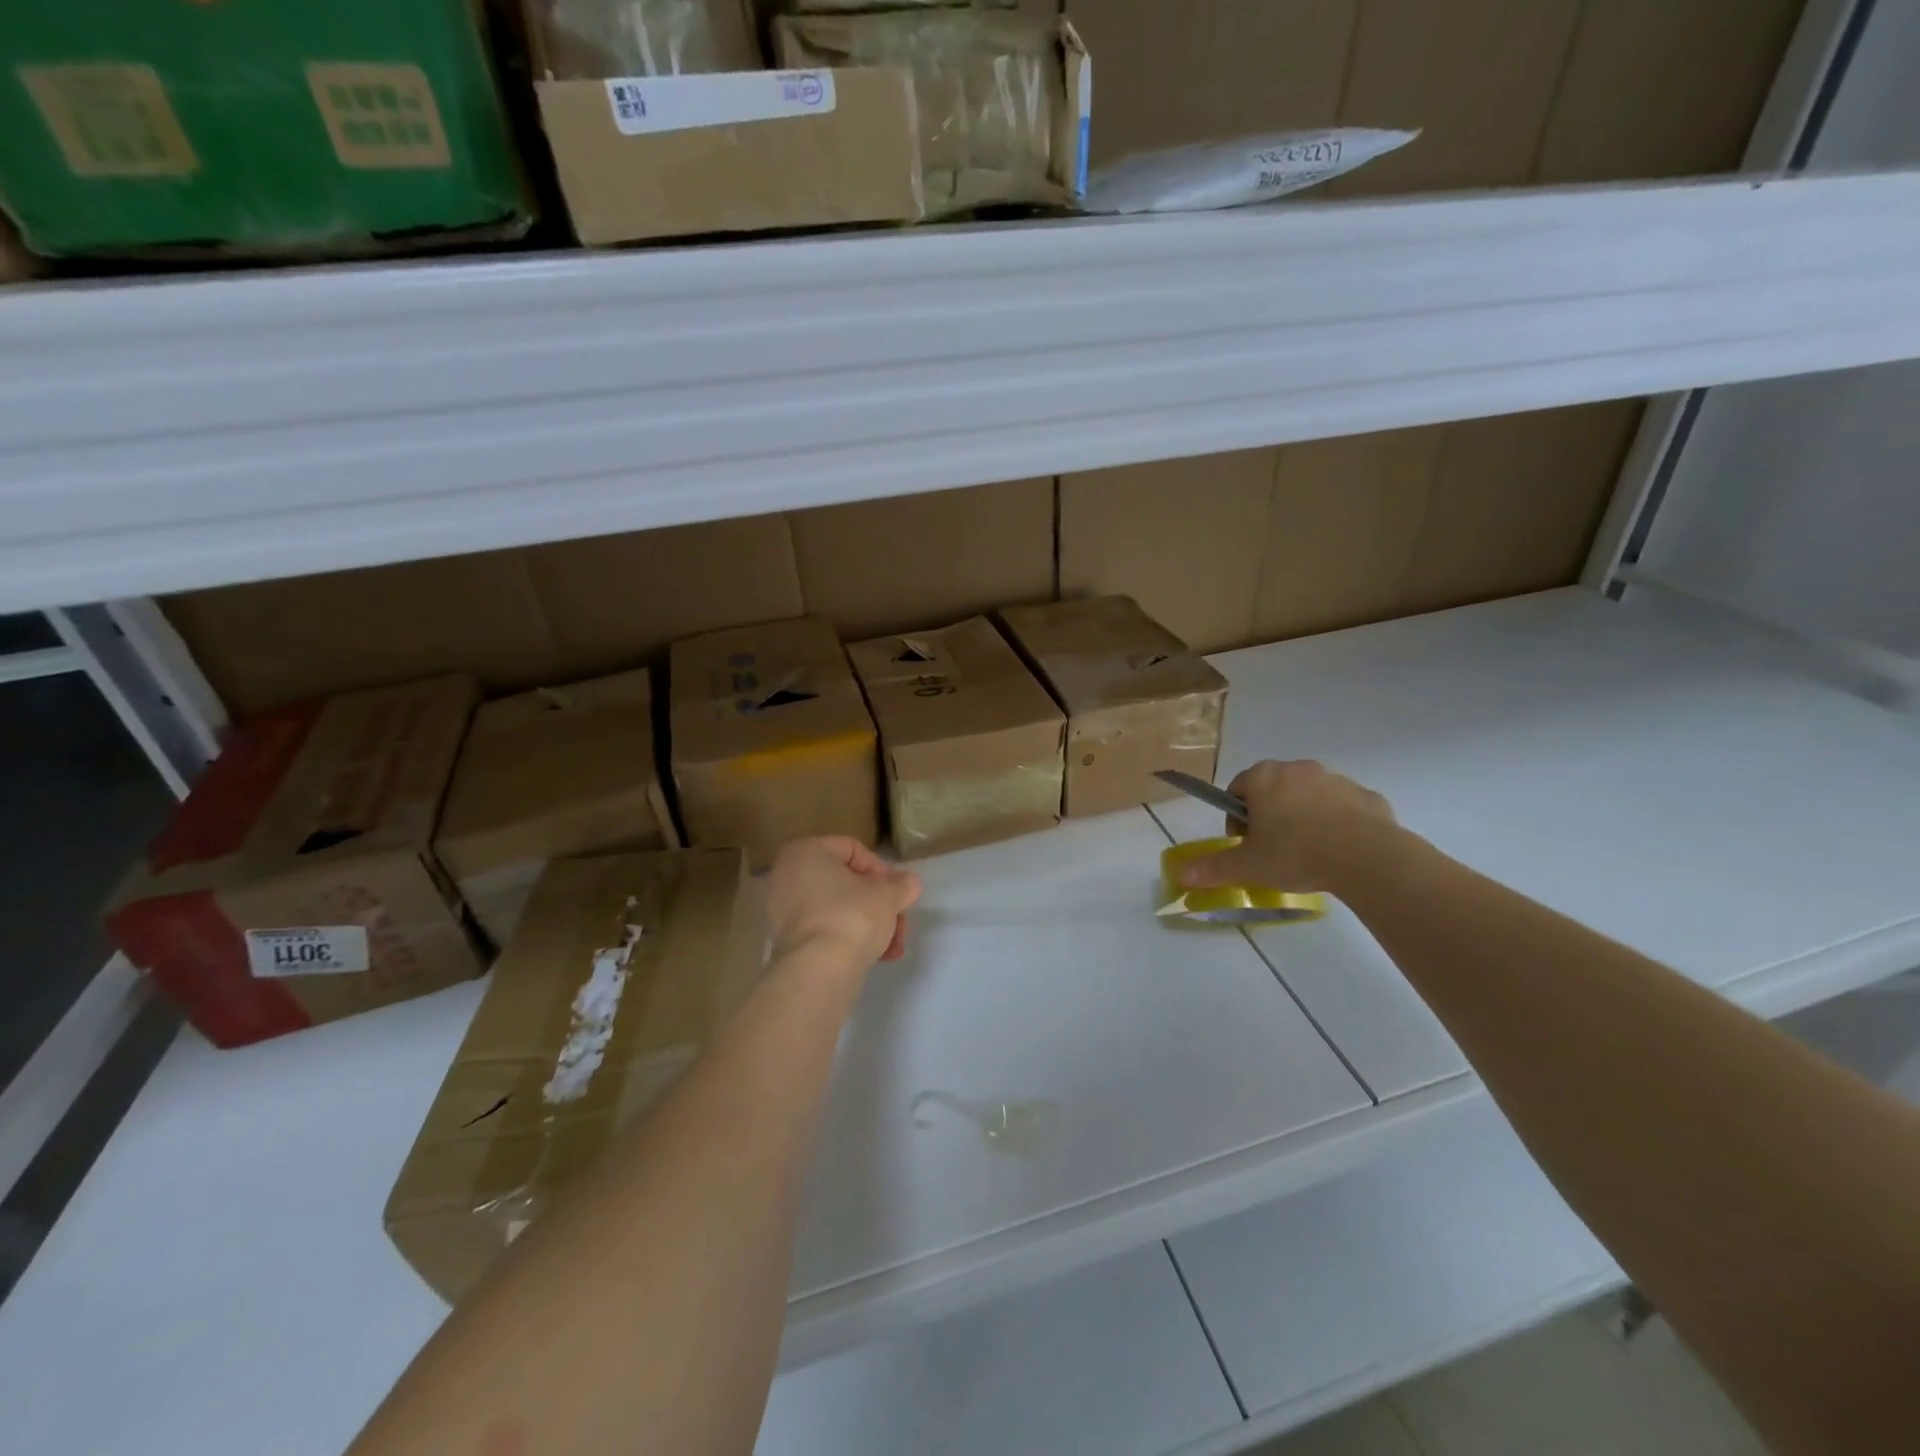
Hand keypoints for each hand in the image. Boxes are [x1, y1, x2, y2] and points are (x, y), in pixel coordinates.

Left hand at [767, 837, 922, 968]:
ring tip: (893, 948)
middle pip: (847, 883)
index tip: (898, 893)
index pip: (854, 850)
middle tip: (900, 924)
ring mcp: (783, 910)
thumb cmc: (852, 917)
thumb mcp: (888, 895)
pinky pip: (825, 930)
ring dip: (870, 925)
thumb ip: (902, 884)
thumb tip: (909, 883)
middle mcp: (787, 875)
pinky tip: (876, 957)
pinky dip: (849, 939)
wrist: (818, 971)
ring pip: (838, 909)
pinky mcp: (786, 941)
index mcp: (806, 852)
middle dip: (879, 904)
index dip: (882, 871)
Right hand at [1178, 760, 1397, 893]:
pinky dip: (1339, 824)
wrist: (1366, 857)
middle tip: (1274, 851)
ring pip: (1309, 797)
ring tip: (1309, 854)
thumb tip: (1180, 876)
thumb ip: (1213, 867)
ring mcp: (1335, 779)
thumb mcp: (1248, 865)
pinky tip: (1340, 852)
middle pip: (1273, 790)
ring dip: (1304, 818)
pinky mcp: (1367, 796)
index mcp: (1264, 778)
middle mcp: (1297, 769)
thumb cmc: (1295, 853)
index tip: (1246, 844)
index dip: (1236, 818)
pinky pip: (1344, 808)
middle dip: (1271, 815)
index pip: (1237, 790)